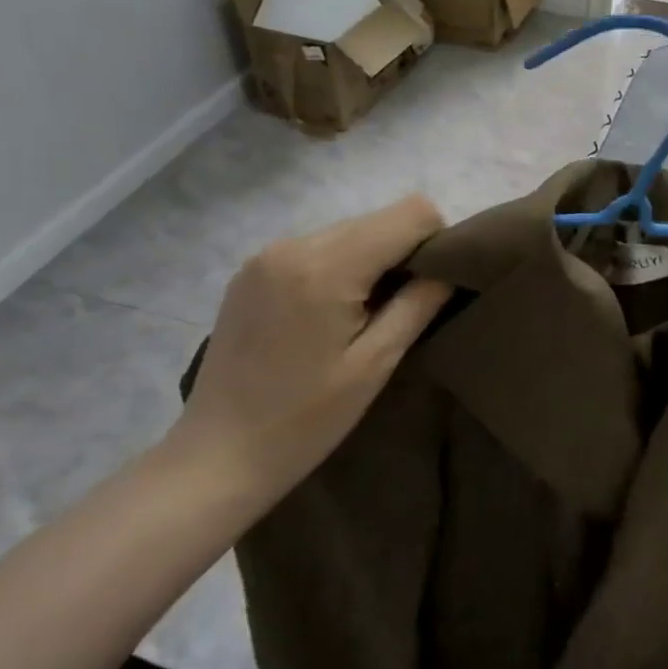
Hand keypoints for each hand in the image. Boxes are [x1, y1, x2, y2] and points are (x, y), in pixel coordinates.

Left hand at [170, 195, 451, 503]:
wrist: (217, 455)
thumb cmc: (306, 419)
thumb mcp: (376, 364)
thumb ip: (419, 304)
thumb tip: (450, 267)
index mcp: (327, 266)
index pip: (411, 213)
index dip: (436, 241)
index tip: (432, 287)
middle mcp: (294, 244)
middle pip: (378, 218)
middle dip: (404, 251)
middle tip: (403, 306)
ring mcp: (266, 255)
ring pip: (349, 230)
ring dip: (371, 260)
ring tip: (364, 315)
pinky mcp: (251, 270)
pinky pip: (317, 247)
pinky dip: (339, 267)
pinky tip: (328, 314)